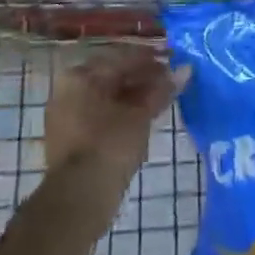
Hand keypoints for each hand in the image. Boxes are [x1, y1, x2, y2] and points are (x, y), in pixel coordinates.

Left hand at [45, 47, 186, 188]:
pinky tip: (146, 116)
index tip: (175, 59)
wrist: (80, 196)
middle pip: (113, 76)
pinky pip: (102, 113)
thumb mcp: (140, 115)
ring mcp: (68, 114)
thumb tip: (186, 70)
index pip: (122, 58)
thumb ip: (162, 90)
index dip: (151, 59)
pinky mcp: (72, 136)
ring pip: (108, 96)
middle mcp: (69, 89)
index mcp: (80, 76)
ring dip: (135, 95)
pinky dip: (123, 111)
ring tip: (164, 97)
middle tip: (172, 80)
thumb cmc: (110, 145)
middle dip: (144, 77)